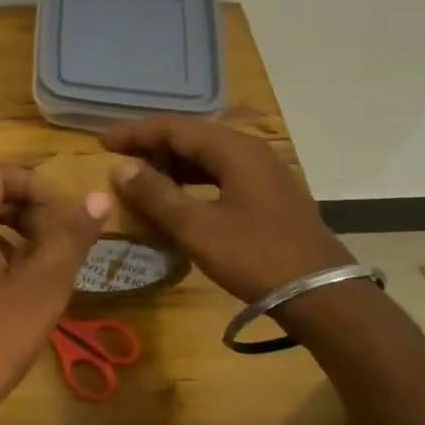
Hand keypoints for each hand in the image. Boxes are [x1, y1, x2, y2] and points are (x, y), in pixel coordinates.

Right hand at [102, 115, 352, 303]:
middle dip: (152, 146)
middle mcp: (251, 152)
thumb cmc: (255, 257)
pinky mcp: (268, 196)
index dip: (136, 133)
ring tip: (140, 178)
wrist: (322, 296)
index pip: (175, 128)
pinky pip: (220, 174)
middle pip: (192, 137)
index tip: (102, 142)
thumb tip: (120, 168)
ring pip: (207, 156)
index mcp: (235, 151)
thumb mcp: (197, 228)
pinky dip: (191, 180)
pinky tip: (177, 197)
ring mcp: (264, 174)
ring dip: (171, 163)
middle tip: (118, 160)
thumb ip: (155, 194)